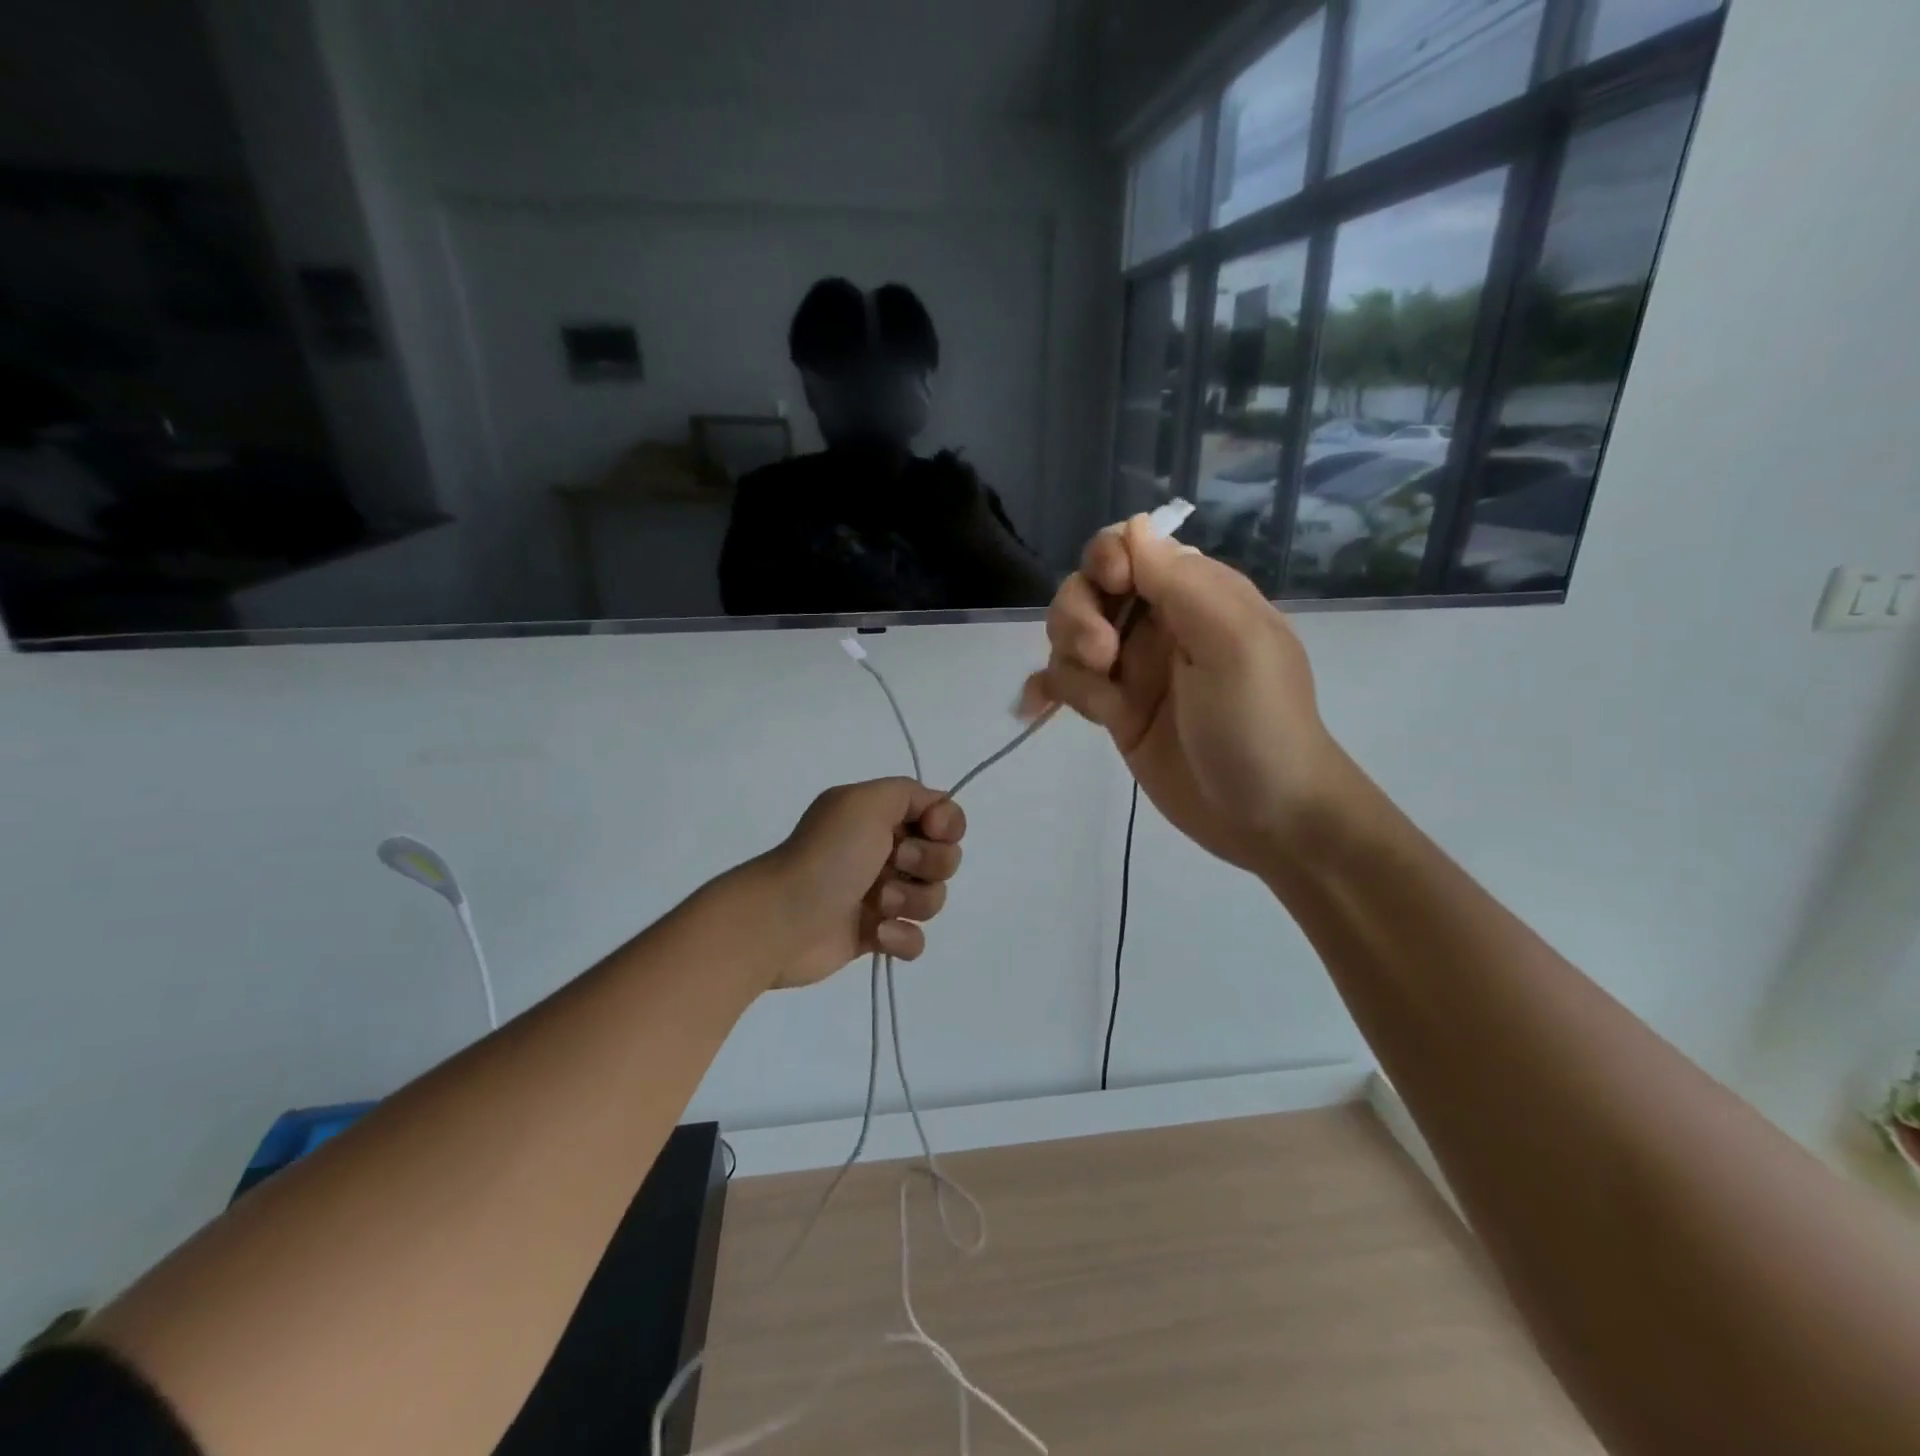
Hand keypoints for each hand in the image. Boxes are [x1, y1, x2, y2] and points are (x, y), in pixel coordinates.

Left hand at [758, 778, 966, 988]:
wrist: (784, 919)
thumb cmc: (829, 854)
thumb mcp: (866, 801)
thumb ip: (910, 792)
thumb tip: (936, 810)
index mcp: (881, 816)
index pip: (942, 815)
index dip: (947, 824)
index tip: (930, 830)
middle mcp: (884, 851)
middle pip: (945, 857)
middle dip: (928, 863)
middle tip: (892, 864)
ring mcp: (881, 895)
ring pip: (933, 899)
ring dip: (911, 900)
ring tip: (877, 904)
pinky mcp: (876, 935)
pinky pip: (916, 938)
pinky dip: (902, 938)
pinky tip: (876, 934)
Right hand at [1018, 516, 1355, 878]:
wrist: (1267, 817)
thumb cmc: (1258, 723)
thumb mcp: (1232, 643)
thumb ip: (1180, 582)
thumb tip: (1132, 525)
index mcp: (1195, 595)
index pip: (1130, 548)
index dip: (1106, 560)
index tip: (1113, 590)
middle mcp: (1159, 624)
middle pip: (1088, 589)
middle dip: (1080, 616)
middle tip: (1103, 658)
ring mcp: (1134, 669)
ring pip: (1070, 636)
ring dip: (1067, 658)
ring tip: (1098, 697)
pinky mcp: (1116, 712)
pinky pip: (1067, 684)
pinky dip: (1046, 690)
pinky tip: (1033, 709)